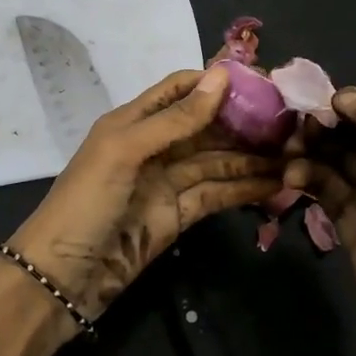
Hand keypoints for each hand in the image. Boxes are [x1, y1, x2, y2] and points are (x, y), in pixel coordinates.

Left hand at [9, 65, 282, 321]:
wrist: (60, 279)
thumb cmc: (85, 203)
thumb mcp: (125, 151)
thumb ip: (175, 118)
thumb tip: (222, 76)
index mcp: (134, 121)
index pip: (181, 89)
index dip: (217, 83)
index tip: (262, 81)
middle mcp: (154, 146)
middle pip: (206, 125)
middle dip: (244, 121)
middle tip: (291, 121)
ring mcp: (167, 183)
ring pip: (217, 161)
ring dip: (252, 157)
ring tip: (295, 153)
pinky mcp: (178, 216)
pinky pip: (217, 194)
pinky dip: (245, 188)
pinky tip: (276, 184)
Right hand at [287, 86, 355, 355]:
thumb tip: (345, 96)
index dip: (341, 105)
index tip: (302, 113)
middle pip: (355, 131)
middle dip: (321, 130)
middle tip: (286, 140)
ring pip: (338, 160)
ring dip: (310, 156)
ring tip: (286, 166)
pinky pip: (329, 190)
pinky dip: (309, 181)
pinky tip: (290, 183)